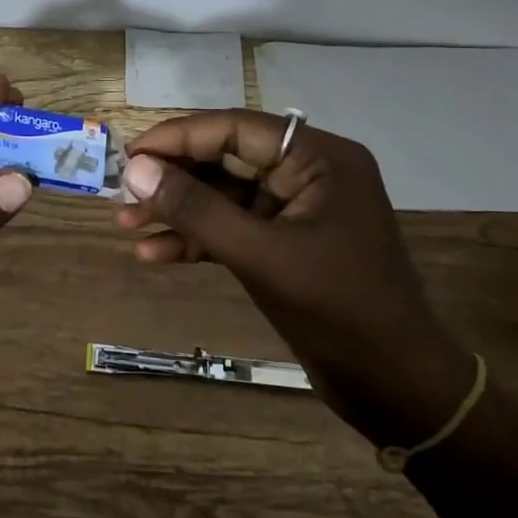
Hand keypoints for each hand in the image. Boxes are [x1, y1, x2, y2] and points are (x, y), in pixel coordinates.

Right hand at [115, 111, 475, 445]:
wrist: (396, 388)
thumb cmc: (338, 310)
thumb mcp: (260, 255)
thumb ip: (196, 209)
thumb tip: (135, 170)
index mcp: (318, 158)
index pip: (235, 128)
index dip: (178, 137)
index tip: (129, 155)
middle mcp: (308, 173)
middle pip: (226, 160)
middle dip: (173, 179)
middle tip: (121, 193)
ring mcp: (297, 211)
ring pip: (224, 197)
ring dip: (178, 211)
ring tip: (125, 224)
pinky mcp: (287, 245)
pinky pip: (233, 229)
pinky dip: (197, 240)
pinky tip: (154, 254)